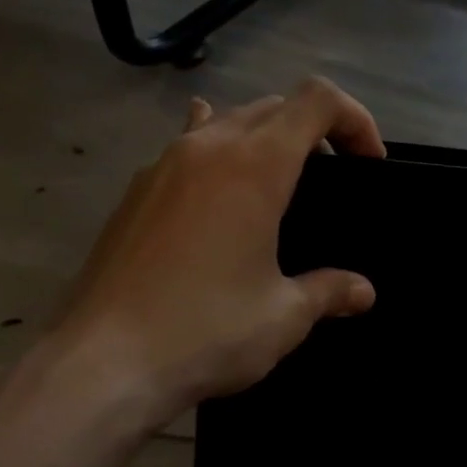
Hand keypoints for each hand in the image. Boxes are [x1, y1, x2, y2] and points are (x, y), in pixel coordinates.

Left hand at [37, 76, 384, 433]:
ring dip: (269, 136)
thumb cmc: (204, 331)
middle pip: (277, 105)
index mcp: (256, 164)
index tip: (368, 163)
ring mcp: (166, 163)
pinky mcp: (137, 190)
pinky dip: (218, 145)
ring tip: (282, 181)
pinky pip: (188, 143)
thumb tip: (363, 291)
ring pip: (231, 119)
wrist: (97, 367)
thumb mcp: (283, 315)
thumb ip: (330, 290)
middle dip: (318, 129)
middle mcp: (210, 147)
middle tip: (335, 176)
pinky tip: (217, 172)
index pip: (318, 100)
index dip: (356, 119)